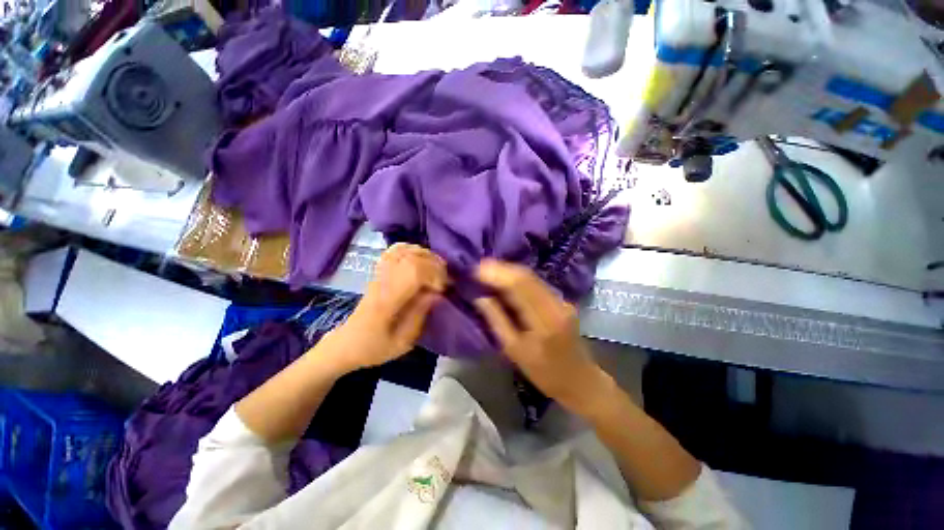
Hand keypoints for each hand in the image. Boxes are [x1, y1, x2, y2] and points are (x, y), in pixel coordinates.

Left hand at [327, 243, 446, 370]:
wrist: (347, 344)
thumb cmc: (375, 347)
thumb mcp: (402, 343)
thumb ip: (420, 315)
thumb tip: (437, 293)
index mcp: (386, 300)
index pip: (413, 273)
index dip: (434, 275)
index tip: (443, 289)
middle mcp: (382, 281)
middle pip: (411, 259)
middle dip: (434, 265)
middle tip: (445, 279)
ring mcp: (378, 274)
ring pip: (404, 251)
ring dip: (426, 256)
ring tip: (437, 268)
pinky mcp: (378, 272)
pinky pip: (395, 251)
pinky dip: (411, 249)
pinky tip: (421, 257)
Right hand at [474, 260, 604, 414]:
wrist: (579, 379)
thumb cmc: (544, 372)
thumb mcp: (513, 350)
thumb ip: (496, 320)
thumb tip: (479, 297)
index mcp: (544, 320)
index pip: (519, 286)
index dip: (496, 274)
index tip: (476, 270)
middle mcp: (555, 304)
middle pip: (526, 276)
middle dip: (501, 268)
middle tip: (479, 267)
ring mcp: (561, 300)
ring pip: (531, 276)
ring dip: (509, 271)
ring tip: (488, 270)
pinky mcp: (562, 300)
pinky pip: (536, 283)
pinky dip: (518, 278)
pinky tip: (505, 280)